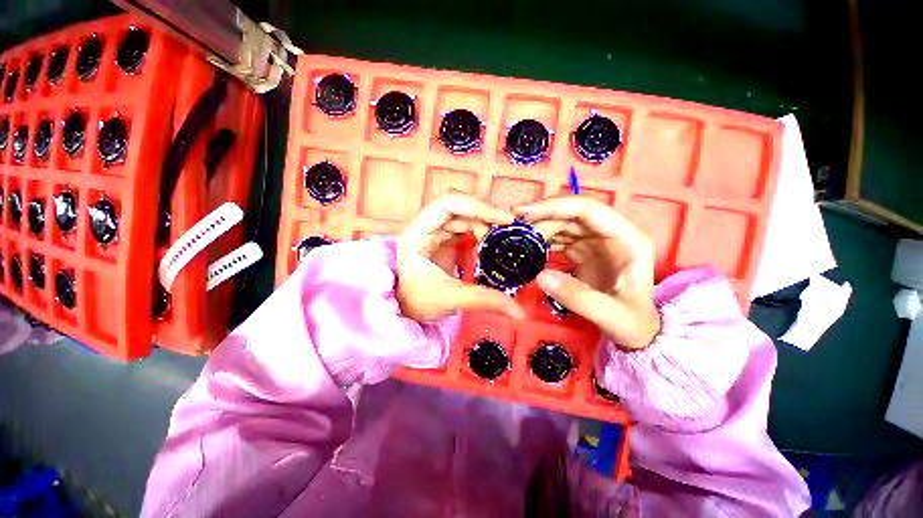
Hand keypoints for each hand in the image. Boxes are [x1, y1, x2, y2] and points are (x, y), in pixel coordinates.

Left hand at [397, 194, 525, 322]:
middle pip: (458, 205)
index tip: (505, 219)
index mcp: (417, 233)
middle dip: (485, 213)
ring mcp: (435, 229)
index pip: (447, 204)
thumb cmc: (421, 301)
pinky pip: (466, 225)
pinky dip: (482, 229)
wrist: (410, 308)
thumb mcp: (451, 298)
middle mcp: (424, 225)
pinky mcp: (445, 237)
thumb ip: (485, 300)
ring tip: (503, 236)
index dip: (477, 205)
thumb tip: (520, 312)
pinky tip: (493, 240)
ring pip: (464, 214)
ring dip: (485, 221)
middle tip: (509, 227)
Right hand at [515, 196, 659, 349]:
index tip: (524, 213)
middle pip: (571, 214)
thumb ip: (579, 298)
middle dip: (541, 217)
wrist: (636, 332)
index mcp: (627, 239)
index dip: (555, 207)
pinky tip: (527, 249)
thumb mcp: (613, 317)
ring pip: (563, 224)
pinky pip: (559, 239)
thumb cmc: (633, 324)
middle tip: (513, 228)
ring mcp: (595, 242)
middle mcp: (611, 234)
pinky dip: (542, 241)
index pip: (589, 209)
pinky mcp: (583, 251)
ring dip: (539, 228)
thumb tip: (540, 276)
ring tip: (516, 238)